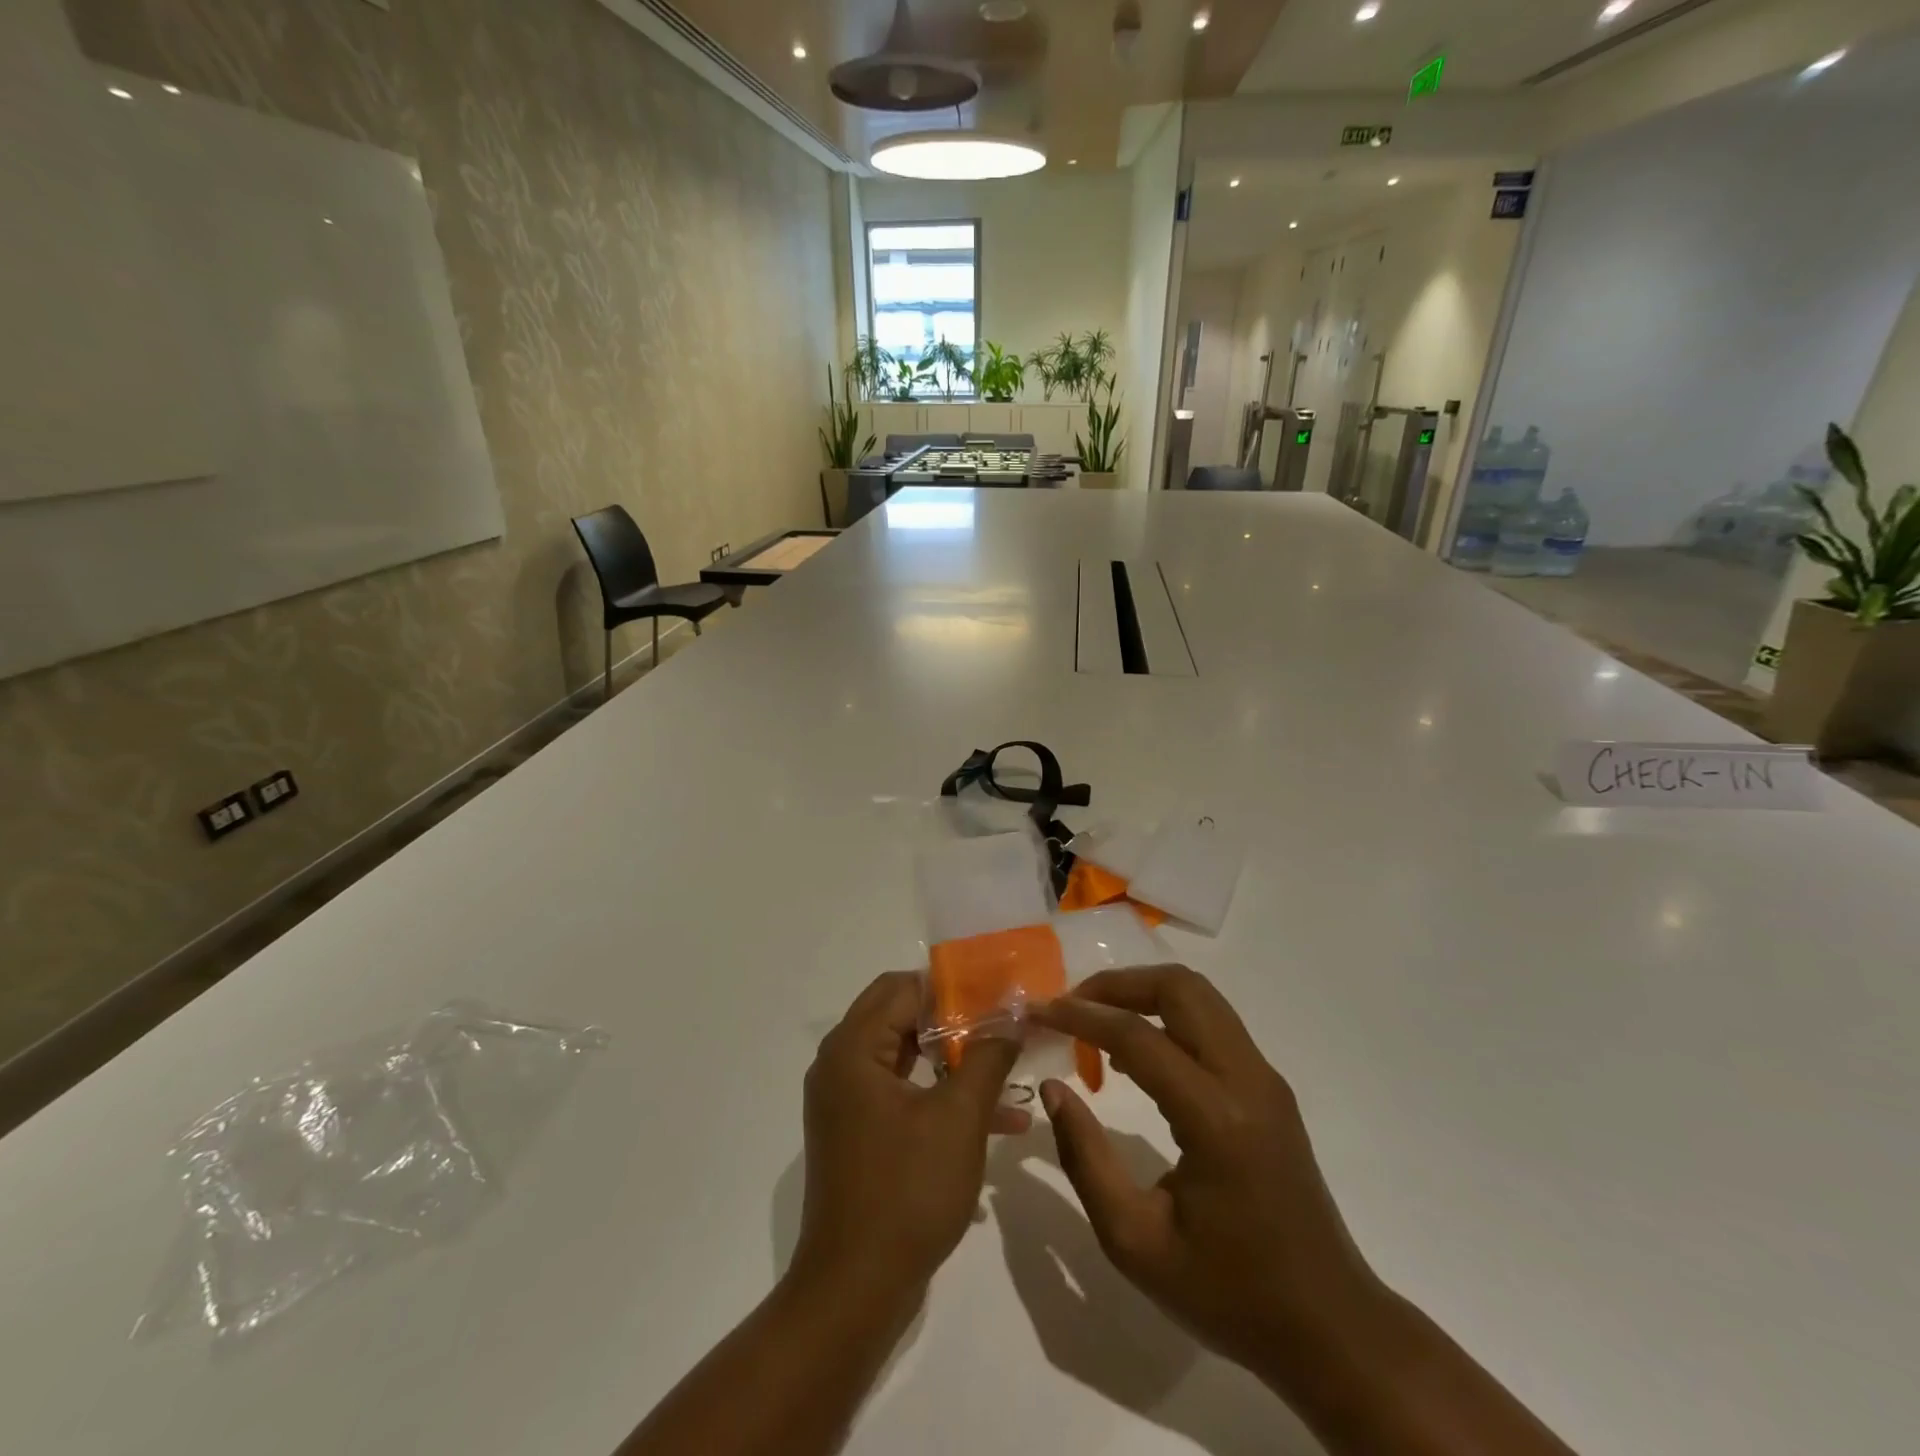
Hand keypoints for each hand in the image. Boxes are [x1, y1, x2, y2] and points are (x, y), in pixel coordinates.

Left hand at [792, 972, 1027, 1297]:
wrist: (854, 1291)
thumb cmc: (906, 1191)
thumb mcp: (959, 1118)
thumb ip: (988, 1058)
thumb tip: (1012, 1018)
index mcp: (854, 1048)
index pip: (903, 988)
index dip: (953, 986)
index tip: (997, 994)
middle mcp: (841, 1064)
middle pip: (902, 1016)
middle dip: (956, 1020)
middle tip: (1003, 1023)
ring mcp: (846, 1101)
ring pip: (906, 1056)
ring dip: (955, 1060)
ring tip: (1009, 1067)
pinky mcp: (857, 1133)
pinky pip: (903, 1093)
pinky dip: (941, 1096)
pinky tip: (997, 1119)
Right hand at [1032, 966, 1383, 1394]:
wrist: (1328, 1326)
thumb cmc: (1227, 1294)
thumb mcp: (1134, 1242)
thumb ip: (1085, 1159)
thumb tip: (1054, 1089)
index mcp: (1216, 1120)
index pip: (1139, 1038)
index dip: (1082, 1016)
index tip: (1039, 1011)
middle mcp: (1247, 1080)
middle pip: (1180, 989)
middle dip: (1117, 985)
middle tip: (1071, 1006)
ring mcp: (1264, 1078)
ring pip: (1199, 996)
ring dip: (1143, 994)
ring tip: (1096, 1021)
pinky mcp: (1268, 1087)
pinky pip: (1212, 1022)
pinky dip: (1166, 1015)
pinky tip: (1135, 1052)